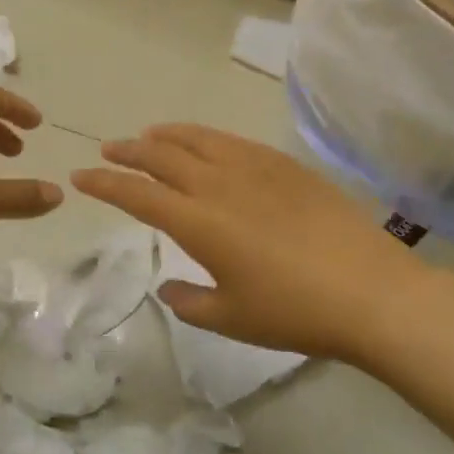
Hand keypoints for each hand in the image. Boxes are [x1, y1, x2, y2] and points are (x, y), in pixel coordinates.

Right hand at [72, 124, 440, 361]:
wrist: (372, 292)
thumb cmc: (296, 312)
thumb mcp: (232, 319)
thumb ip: (190, 301)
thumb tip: (169, 286)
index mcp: (198, 222)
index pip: (137, 194)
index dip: (104, 184)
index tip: (81, 177)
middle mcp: (219, 184)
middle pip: (161, 156)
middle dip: (128, 151)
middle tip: (108, 150)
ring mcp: (254, 168)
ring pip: (197, 139)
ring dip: (165, 135)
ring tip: (148, 135)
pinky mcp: (285, 165)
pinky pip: (233, 141)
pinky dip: (205, 136)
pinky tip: (205, 142)